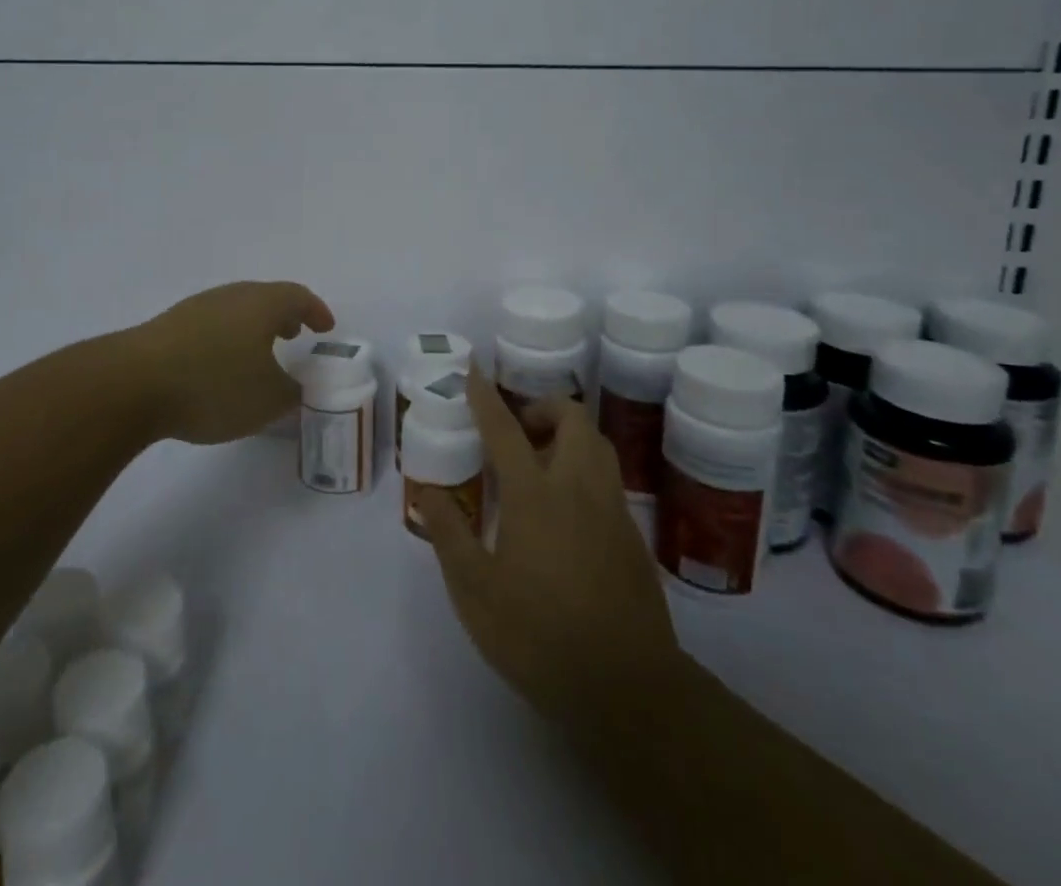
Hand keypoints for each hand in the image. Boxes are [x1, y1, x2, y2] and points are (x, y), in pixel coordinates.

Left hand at [128, 281, 334, 444]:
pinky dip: (226, 340)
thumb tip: (295, 387)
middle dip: (283, 316)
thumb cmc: (214, 385)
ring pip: (235, 311)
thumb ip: (291, 393)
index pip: (297, 296)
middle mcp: (230, 296)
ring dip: (252, 329)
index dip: (316, 311)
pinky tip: (219, 367)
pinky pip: (210, 326)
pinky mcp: (167, 328)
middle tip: (294, 335)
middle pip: (264, 298)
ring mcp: (195, 308)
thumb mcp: (268, 400)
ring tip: (258, 354)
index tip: (326, 328)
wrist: (133, 383)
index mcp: (261, 304)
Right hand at [416, 373, 684, 745]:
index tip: (473, 372)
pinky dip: (585, 470)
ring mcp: (612, 510)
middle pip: (572, 419)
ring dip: (569, 435)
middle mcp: (578, 488)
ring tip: (540, 464)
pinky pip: (608, 479)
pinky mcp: (632, 537)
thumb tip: (427, 493)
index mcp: (535, 494)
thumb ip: (448, 534)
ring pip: (597, 445)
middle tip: (518, 431)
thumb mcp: (475, 591)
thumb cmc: (539, 635)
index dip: (485, 396)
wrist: (628, 689)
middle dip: (543, 408)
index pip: (505, 429)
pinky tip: (566, 511)